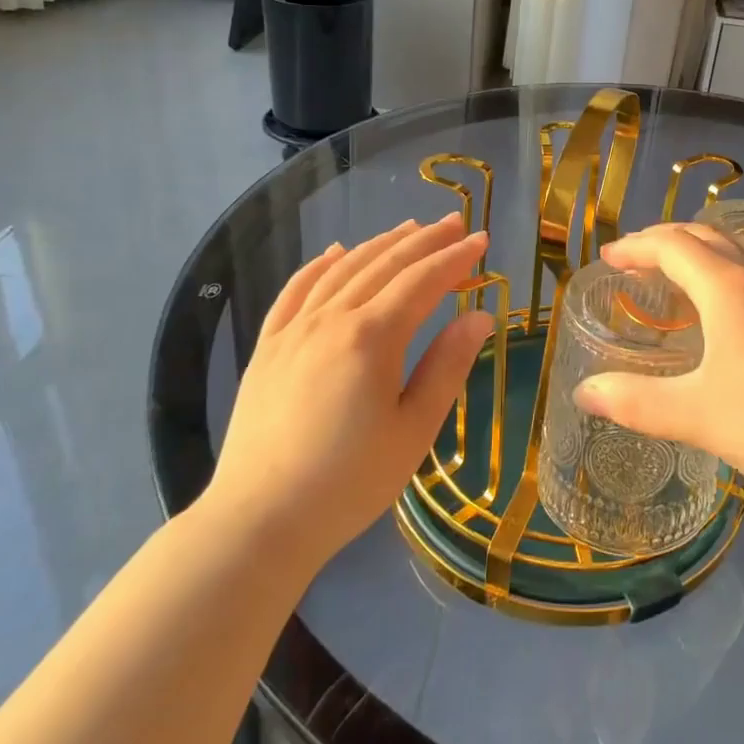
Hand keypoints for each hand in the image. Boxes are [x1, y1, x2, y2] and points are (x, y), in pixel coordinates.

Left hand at [201, 214, 493, 564]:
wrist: (260, 520)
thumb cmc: (350, 481)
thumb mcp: (414, 429)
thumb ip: (448, 366)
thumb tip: (480, 316)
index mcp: (373, 337)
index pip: (423, 281)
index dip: (456, 258)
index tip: (482, 241)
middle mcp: (332, 318)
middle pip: (385, 264)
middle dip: (425, 241)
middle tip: (455, 224)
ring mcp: (294, 329)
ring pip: (343, 268)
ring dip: (381, 244)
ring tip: (410, 228)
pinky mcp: (268, 347)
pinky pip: (296, 290)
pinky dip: (321, 264)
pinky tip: (337, 252)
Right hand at [574, 223, 743, 497]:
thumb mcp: (693, 415)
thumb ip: (634, 401)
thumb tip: (584, 392)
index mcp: (727, 288)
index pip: (672, 247)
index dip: (636, 247)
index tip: (608, 259)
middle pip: (705, 235)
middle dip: (664, 240)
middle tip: (634, 259)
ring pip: (737, 244)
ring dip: (700, 244)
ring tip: (676, 266)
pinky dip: (727, 261)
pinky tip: (726, 294)